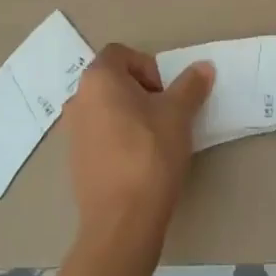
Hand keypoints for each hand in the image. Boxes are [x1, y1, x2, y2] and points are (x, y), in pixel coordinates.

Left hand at [64, 44, 213, 240]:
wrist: (121, 221)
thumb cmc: (150, 154)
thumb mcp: (178, 114)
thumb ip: (190, 86)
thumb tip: (204, 67)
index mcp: (98, 78)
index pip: (121, 53)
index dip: (147, 66)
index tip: (165, 93)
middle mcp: (78, 98)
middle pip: (112, 80)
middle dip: (140, 91)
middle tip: (164, 115)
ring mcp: (72, 131)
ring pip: (105, 108)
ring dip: (129, 115)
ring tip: (154, 140)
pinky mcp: (74, 160)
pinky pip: (98, 135)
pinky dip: (117, 138)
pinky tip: (138, 162)